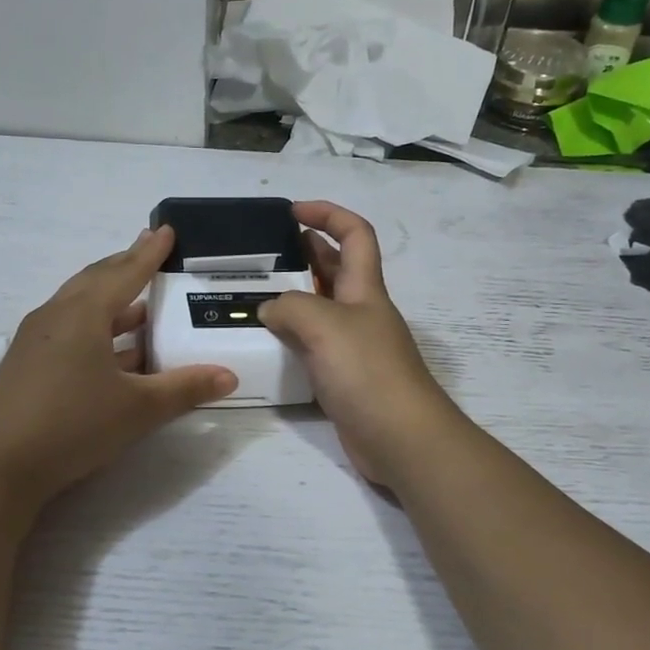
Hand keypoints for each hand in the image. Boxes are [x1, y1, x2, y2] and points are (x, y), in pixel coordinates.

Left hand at [0, 226, 237, 508]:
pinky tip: (113, 350)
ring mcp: (35, 339)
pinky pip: (68, 329)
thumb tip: (229, 376)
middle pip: (96, 281)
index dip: (149, 253)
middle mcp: (55, 316)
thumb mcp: (139, 409)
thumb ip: (185, 388)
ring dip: (111, 301)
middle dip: (125, 267)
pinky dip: (95, 327)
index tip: (165, 230)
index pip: (124, 273)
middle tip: (150, 254)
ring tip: (140, 303)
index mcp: (83, 314)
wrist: (1, 467)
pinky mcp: (26, 363)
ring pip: (79, 306)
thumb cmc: (74, 425)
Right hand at [260, 201, 461, 488]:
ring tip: (249, 296)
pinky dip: (289, 339)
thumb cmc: (368, 372)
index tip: (292, 211)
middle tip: (260, 255)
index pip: (354, 234)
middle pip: (334, 269)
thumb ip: (291, 307)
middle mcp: (360, 312)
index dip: (328, 214)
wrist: (400, 438)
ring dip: (290, 298)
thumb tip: (269, 309)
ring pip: (319, 309)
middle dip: (303, 252)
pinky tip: (263, 343)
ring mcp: (352, 347)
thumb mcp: (326, 325)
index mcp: (365, 289)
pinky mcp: (341, 378)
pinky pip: (311, 346)